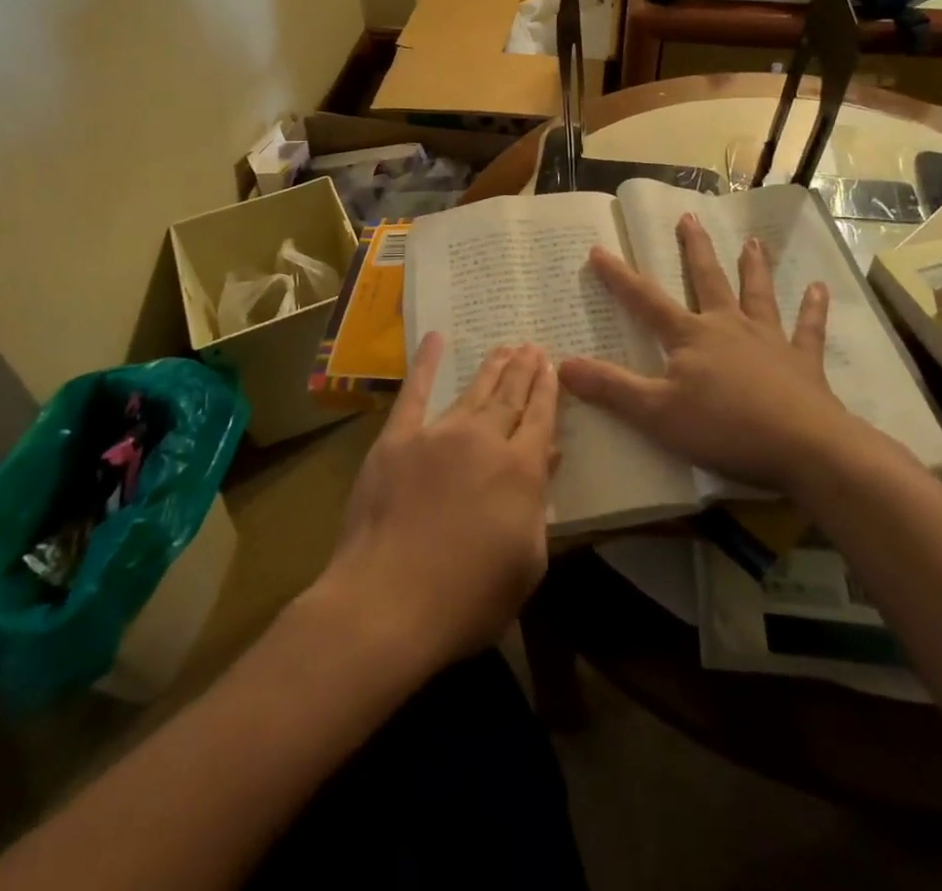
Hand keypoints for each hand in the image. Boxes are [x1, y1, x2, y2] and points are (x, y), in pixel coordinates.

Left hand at [314, 335, 557, 672]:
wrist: (388, 601)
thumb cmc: (468, 599)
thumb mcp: (526, 562)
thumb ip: (538, 504)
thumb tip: (547, 455)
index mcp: (520, 470)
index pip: (540, 418)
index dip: (547, 390)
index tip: (552, 365)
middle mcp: (483, 440)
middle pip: (510, 396)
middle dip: (523, 370)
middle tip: (532, 345)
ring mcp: (437, 434)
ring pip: (472, 391)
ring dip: (491, 367)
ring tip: (504, 347)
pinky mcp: (397, 439)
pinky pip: (414, 392)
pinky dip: (426, 364)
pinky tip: (436, 339)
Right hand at [558, 213, 856, 488]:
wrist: (805, 447)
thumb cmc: (725, 428)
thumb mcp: (656, 413)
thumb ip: (611, 388)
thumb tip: (562, 364)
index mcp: (691, 336)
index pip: (645, 300)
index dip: (619, 277)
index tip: (599, 250)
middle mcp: (728, 326)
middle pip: (707, 280)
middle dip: (694, 249)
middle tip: (689, 217)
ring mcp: (769, 340)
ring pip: (757, 294)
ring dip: (753, 267)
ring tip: (753, 241)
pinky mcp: (803, 362)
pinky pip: (808, 329)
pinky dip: (813, 309)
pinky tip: (818, 288)